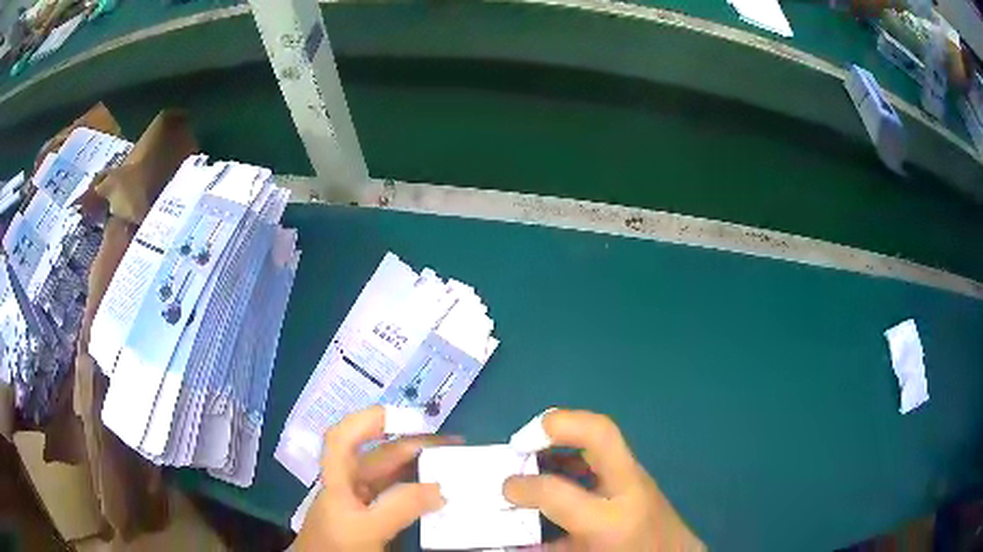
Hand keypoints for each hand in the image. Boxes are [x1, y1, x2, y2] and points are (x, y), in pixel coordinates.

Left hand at [295, 406, 458, 551]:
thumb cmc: (337, 547)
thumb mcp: (367, 529)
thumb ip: (399, 507)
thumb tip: (440, 488)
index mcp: (338, 477)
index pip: (345, 436)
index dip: (371, 419)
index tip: (408, 419)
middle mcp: (349, 483)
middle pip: (378, 454)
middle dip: (413, 443)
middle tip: (453, 444)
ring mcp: (361, 501)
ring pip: (391, 475)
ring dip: (418, 466)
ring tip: (451, 464)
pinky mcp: (372, 517)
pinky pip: (397, 496)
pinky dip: (416, 490)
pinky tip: (436, 495)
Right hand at [504, 409, 704, 550]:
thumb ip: (545, 546)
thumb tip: (511, 536)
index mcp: (610, 522)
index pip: (558, 492)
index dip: (523, 487)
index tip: (507, 488)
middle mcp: (629, 490)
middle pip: (602, 432)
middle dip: (558, 424)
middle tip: (523, 438)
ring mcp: (639, 477)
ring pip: (605, 433)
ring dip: (566, 432)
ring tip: (533, 446)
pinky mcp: (640, 475)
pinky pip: (605, 451)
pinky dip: (576, 450)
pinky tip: (557, 466)